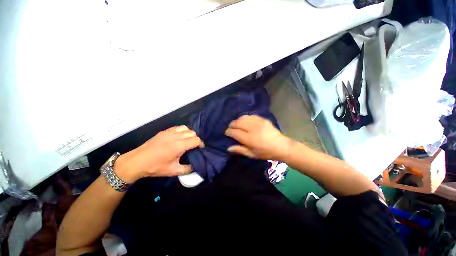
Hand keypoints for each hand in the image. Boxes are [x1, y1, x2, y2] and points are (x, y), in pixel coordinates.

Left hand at [114, 125, 203, 182]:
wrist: (137, 161)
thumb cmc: (156, 167)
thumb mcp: (173, 171)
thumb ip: (188, 169)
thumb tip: (196, 167)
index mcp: (180, 145)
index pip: (196, 140)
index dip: (201, 144)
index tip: (200, 149)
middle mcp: (176, 136)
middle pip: (193, 133)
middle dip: (196, 139)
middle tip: (194, 146)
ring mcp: (169, 132)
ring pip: (186, 128)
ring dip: (189, 134)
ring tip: (187, 141)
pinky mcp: (164, 131)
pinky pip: (178, 127)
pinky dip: (182, 131)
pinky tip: (179, 137)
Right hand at [225, 115, 292, 160]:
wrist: (281, 146)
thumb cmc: (265, 152)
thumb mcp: (252, 154)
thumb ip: (240, 150)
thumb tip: (228, 148)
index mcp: (249, 139)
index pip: (234, 132)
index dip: (229, 131)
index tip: (227, 133)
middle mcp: (253, 129)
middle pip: (237, 123)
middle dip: (232, 124)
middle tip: (231, 128)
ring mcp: (258, 122)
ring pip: (243, 117)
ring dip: (237, 120)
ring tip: (237, 124)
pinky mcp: (263, 119)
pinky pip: (250, 116)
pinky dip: (245, 118)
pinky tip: (245, 121)